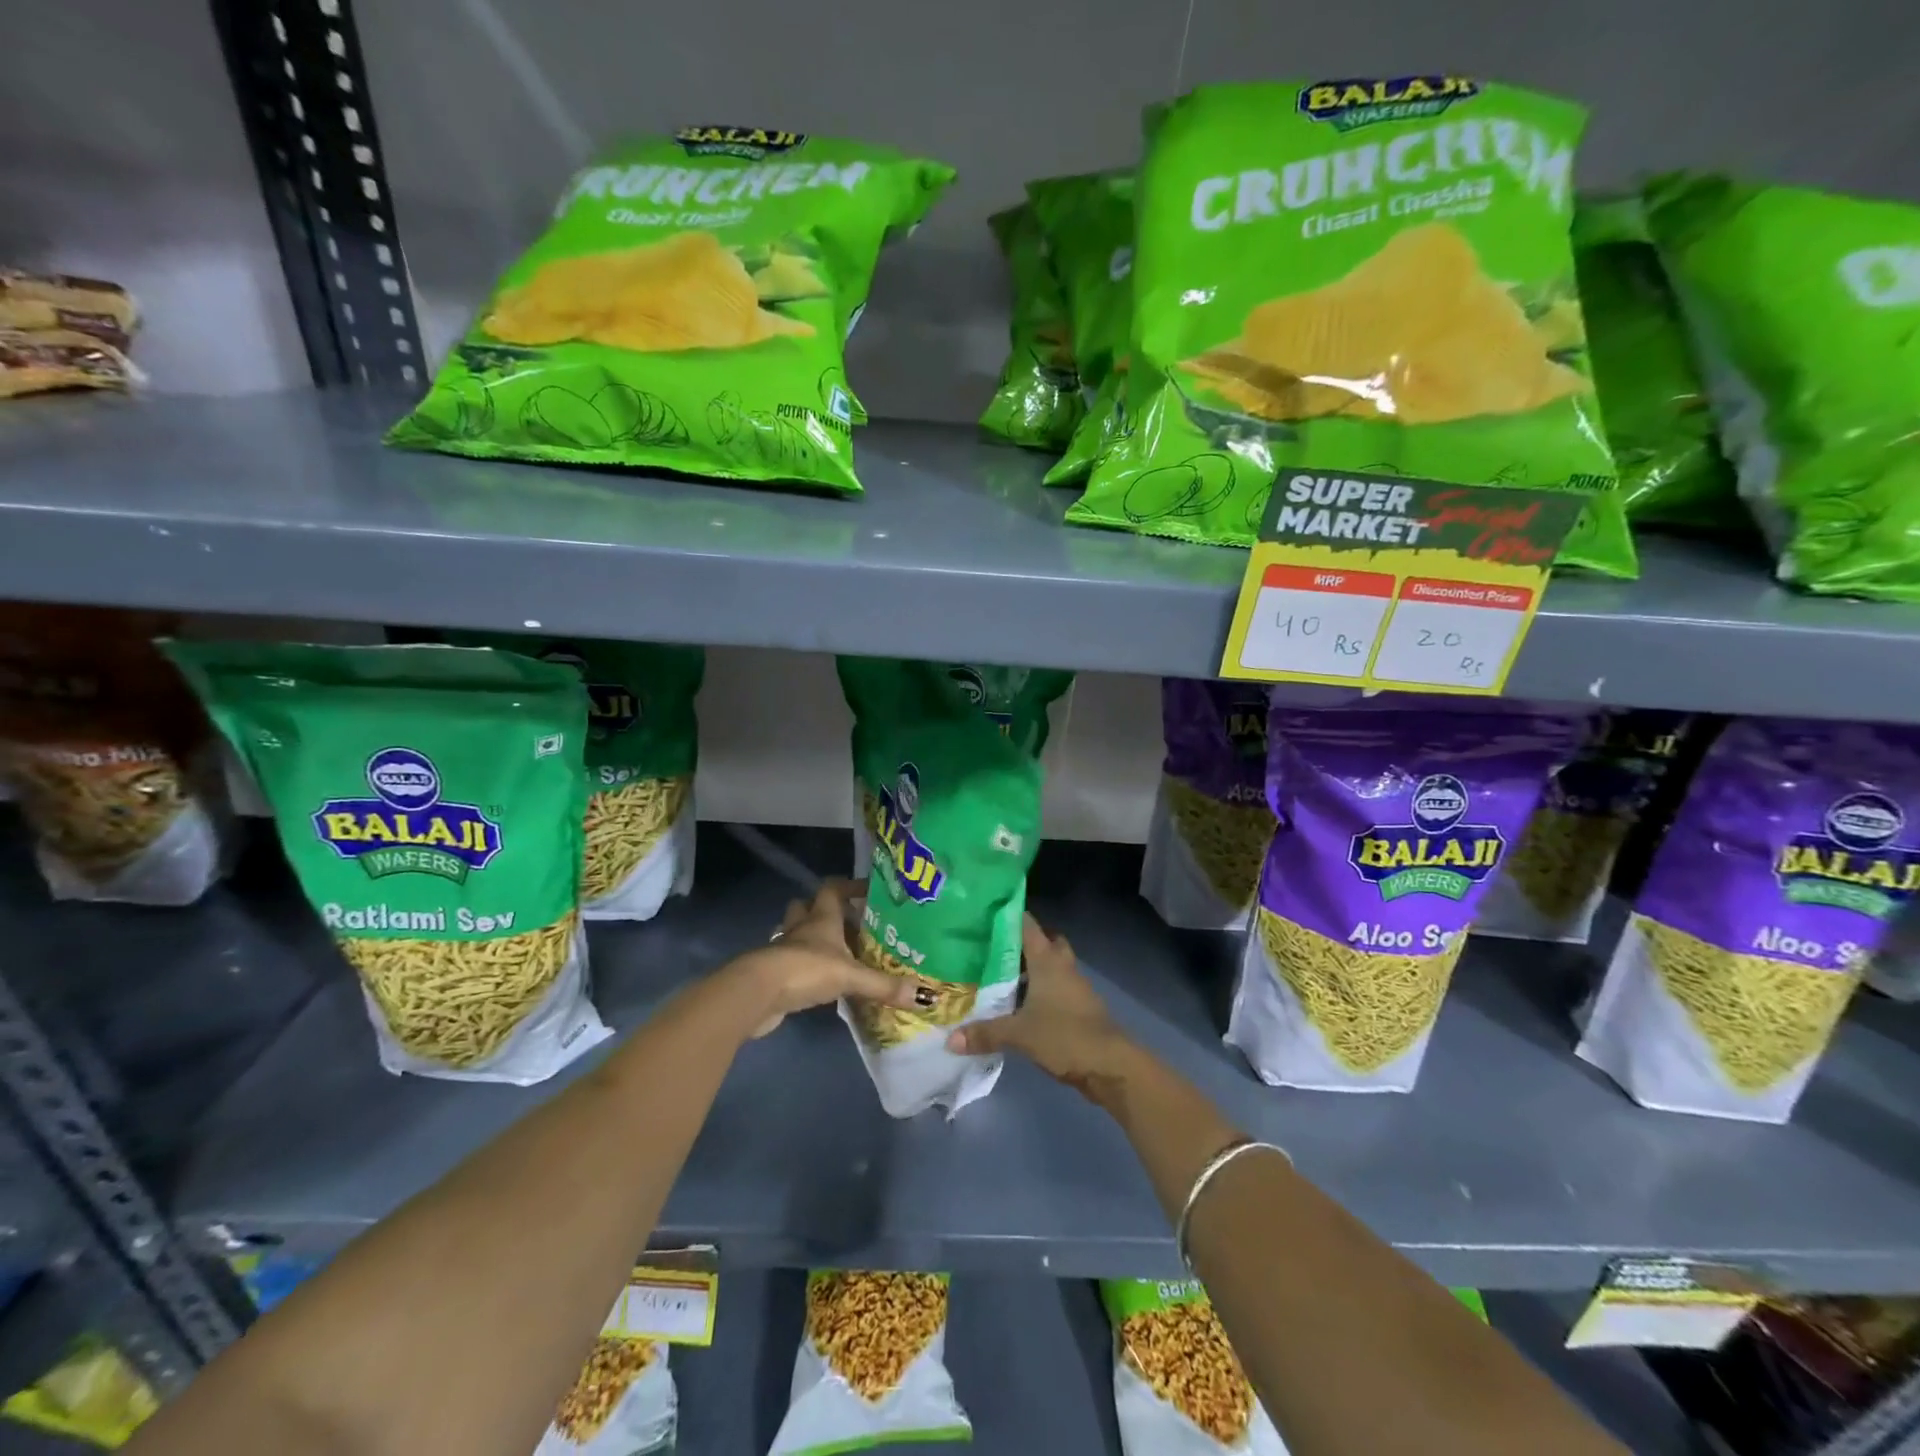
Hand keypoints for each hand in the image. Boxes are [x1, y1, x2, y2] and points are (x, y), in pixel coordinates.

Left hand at [724, 878, 916, 1038]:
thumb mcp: (851, 976)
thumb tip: (926, 996)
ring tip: (834, 951)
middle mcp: (801, 927)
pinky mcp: (774, 973)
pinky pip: (790, 961)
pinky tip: (817, 980)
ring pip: (795, 932)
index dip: (849, 886)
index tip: (867, 890)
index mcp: (821, 918)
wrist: (758, 993)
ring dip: (810, 937)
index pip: (833, 888)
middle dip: (824, 910)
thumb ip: (885, 986)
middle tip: (849, 923)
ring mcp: (783, 949)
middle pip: (807, 906)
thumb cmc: (806, 970)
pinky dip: (802, 966)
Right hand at [945, 915, 1137, 1100]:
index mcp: (1047, 959)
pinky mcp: (1078, 1006)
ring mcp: (1073, 986)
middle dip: (1020, 942)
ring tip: (997, 976)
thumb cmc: (1065, 1036)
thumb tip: (950, 1039)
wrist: (1111, 1065)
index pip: (1026, 924)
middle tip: (991, 948)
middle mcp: (1061, 965)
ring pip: (1049, 966)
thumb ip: (985, 1033)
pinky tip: (1018, 1005)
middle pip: (1043, 941)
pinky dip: (1038, 991)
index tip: (983, 913)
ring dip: (1030, 969)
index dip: (1007, 915)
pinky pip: (1054, 988)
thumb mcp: (1019, 1034)